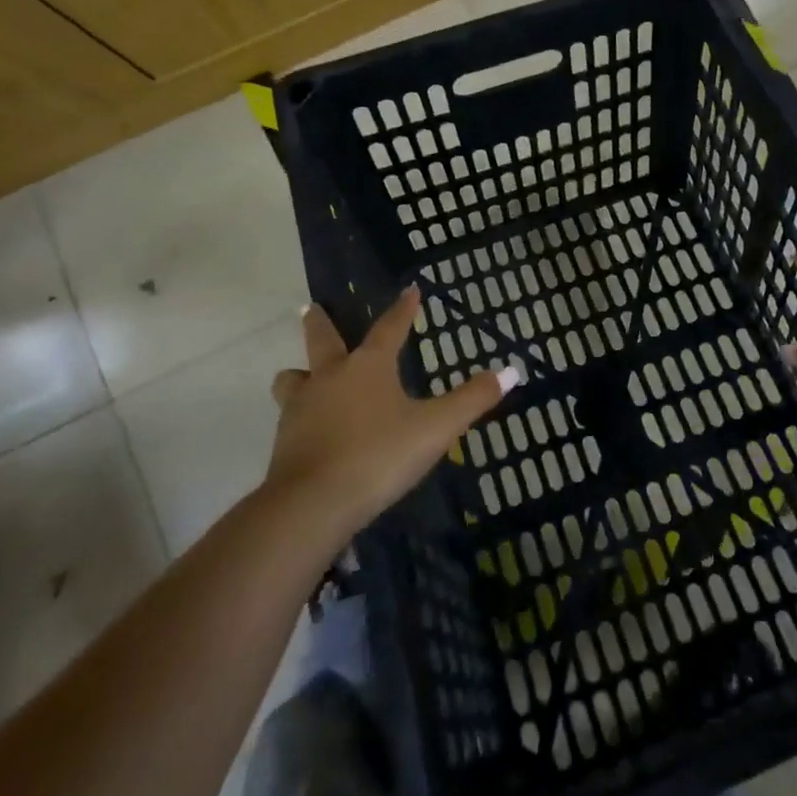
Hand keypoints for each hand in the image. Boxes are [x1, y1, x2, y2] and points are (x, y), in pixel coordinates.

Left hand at [267, 286, 517, 543]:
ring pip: (293, 379)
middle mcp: (330, 377)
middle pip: (322, 340)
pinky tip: (311, 428)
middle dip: (321, 322)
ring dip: (300, 373)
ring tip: (305, 376)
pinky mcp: (284, 441)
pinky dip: (300, 414)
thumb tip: (512, 371)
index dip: (403, 309)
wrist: (313, 505)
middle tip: (314, 308)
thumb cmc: (379, 456)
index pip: (390, 328)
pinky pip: (290, 416)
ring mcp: (301, 408)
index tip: (410, 290)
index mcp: (368, 367)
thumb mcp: (436, 428)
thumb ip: (473, 399)